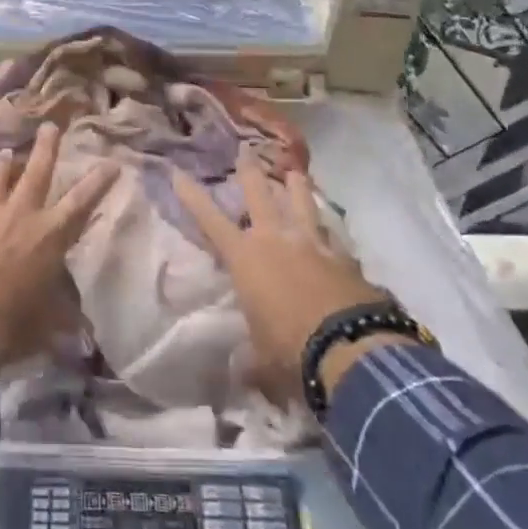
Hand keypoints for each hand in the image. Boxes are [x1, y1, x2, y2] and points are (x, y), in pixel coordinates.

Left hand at [0, 123, 117, 368]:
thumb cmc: (11, 327)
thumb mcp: (47, 325)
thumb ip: (63, 318)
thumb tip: (82, 333)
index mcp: (46, 236)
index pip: (79, 203)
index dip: (97, 182)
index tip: (111, 162)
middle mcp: (17, 217)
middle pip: (35, 173)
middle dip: (45, 148)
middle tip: (49, 125)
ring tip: (4, 152)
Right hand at [172, 161, 407, 405]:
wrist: (350, 349)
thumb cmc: (291, 350)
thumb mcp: (262, 361)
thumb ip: (251, 361)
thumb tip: (242, 376)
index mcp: (246, 258)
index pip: (209, 219)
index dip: (192, 195)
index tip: (177, 171)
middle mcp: (276, 239)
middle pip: (259, 193)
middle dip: (249, 171)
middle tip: (245, 152)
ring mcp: (313, 243)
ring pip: (302, 201)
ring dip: (295, 186)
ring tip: (295, 172)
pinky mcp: (345, 257)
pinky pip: (333, 236)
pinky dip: (329, 232)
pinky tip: (333, 234)